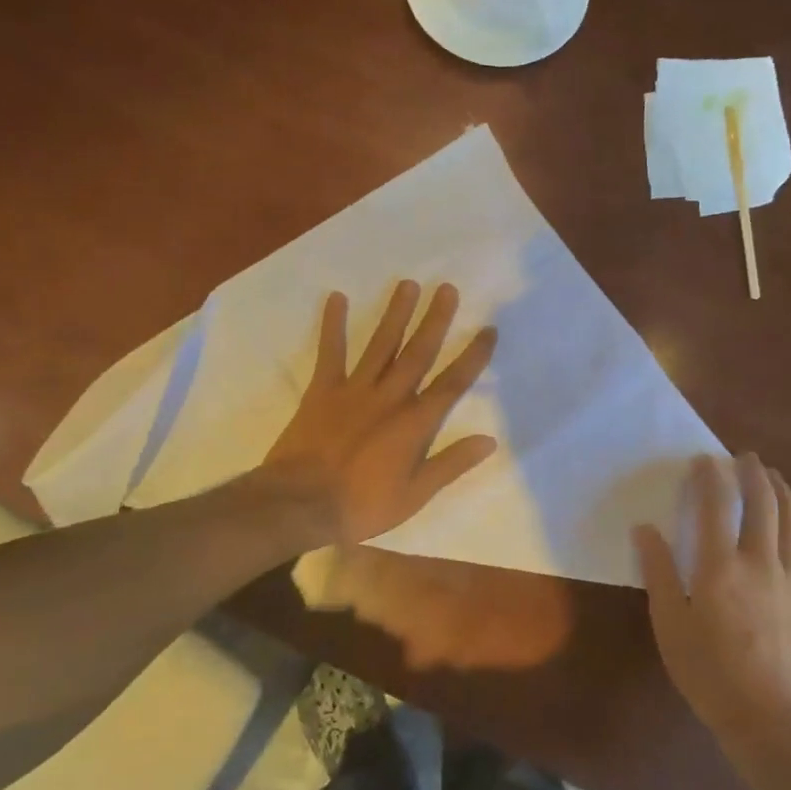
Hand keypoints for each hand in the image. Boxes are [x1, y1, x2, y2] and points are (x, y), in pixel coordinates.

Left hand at [263, 281, 498, 546]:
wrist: (300, 503)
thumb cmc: (361, 505)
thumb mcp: (414, 495)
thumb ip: (451, 464)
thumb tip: (490, 440)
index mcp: (414, 423)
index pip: (452, 383)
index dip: (472, 356)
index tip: (488, 330)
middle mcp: (389, 397)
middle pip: (418, 352)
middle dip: (435, 320)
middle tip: (446, 288)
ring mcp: (354, 389)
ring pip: (381, 344)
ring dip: (395, 314)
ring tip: (407, 284)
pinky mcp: (323, 390)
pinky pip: (330, 352)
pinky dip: (333, 325)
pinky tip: (337, 298)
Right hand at [633, 454, 790, 769]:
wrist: (772, 721)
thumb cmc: (710, 674)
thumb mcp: (670, 625)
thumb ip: (658, 572)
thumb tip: (645, 528)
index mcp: (720, 567)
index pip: (716, 506)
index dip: (710, 477)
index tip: (703, 460)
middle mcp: (761, 562)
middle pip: (762, 503)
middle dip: (752, 473)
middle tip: (743, 457)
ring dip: (783, 491)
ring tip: (772, 476)